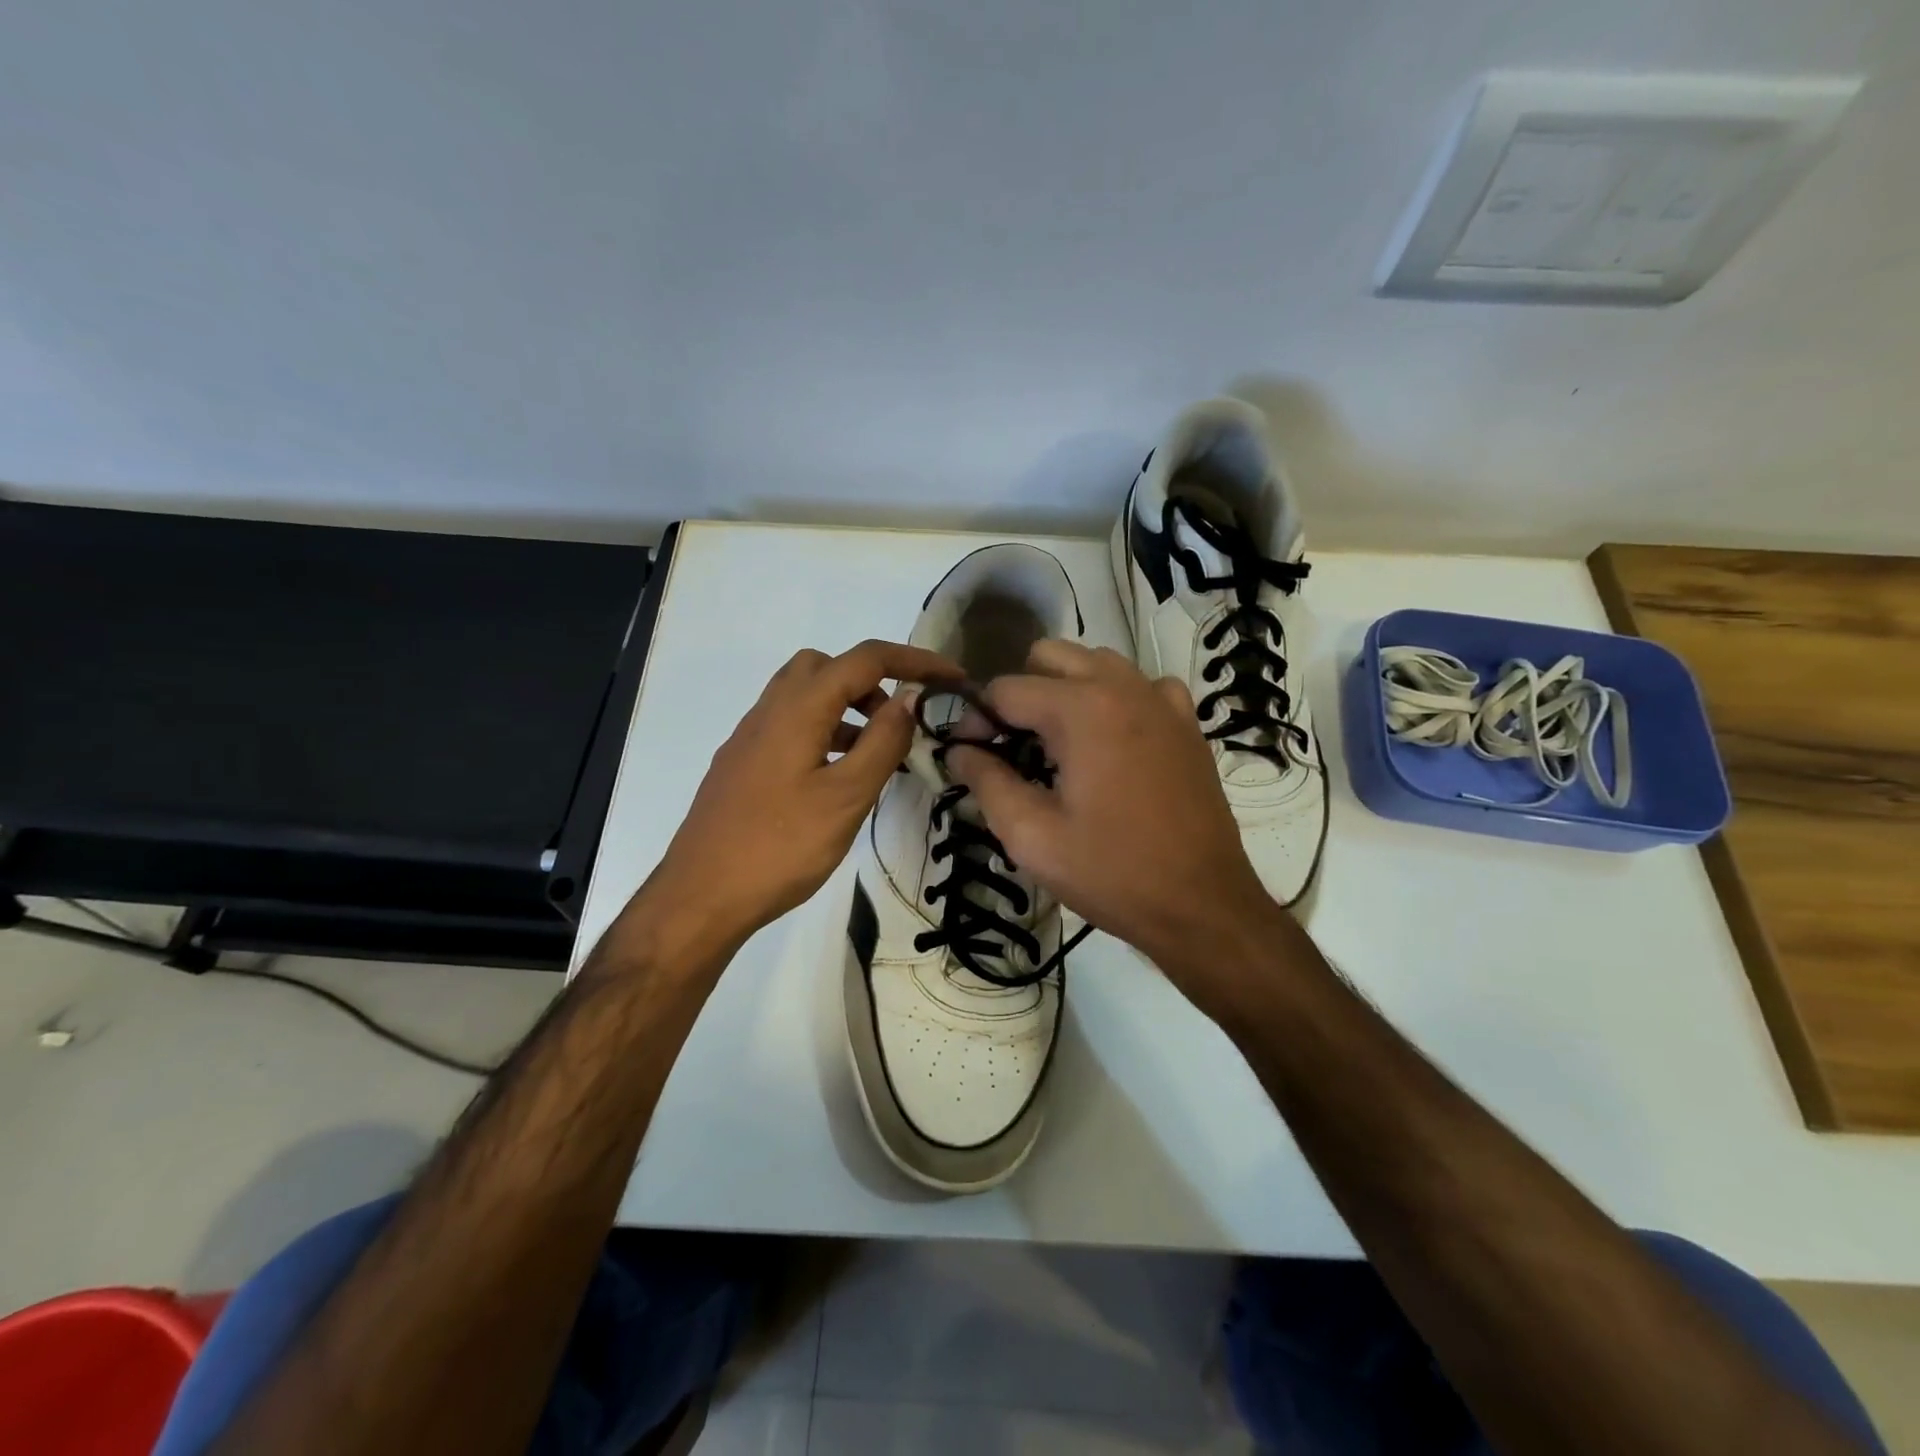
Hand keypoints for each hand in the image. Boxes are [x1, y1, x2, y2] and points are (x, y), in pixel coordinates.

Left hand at [638, 639, 961, 955]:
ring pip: (805, 696)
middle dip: (871, 680)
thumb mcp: (847, 796)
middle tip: (899, 719)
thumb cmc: (781, 847)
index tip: (952, 678)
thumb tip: (908, 698)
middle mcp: (769, 711)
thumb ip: (882, 742)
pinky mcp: (743, 765)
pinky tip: (836, 777)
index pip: (864, 659)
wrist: (701, 897)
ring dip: (847, 708)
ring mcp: (750, 738)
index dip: (914, 660)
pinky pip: (790, 726)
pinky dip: (823, 731)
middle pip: (826, 666)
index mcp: (798, 709)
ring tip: (876, 753)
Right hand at [945, 640, 1279, 997]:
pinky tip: (1111, 743)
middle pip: (1050, 656)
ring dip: (1065, 690)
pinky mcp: (1186, 722)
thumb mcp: (1031, 836)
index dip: (976, 718)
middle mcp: (1123, 687)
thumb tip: (958, 750)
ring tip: (1058, 745)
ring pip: (1095, 663)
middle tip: (1012, 745)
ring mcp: (1161, 700)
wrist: (1202, 905)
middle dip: (1020, 692)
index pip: (1006, 688)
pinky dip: (1114, 700)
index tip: (970, 754)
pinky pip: (1139, 686)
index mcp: (1081, 709)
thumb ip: (986, 782)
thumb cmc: (1111, 873)